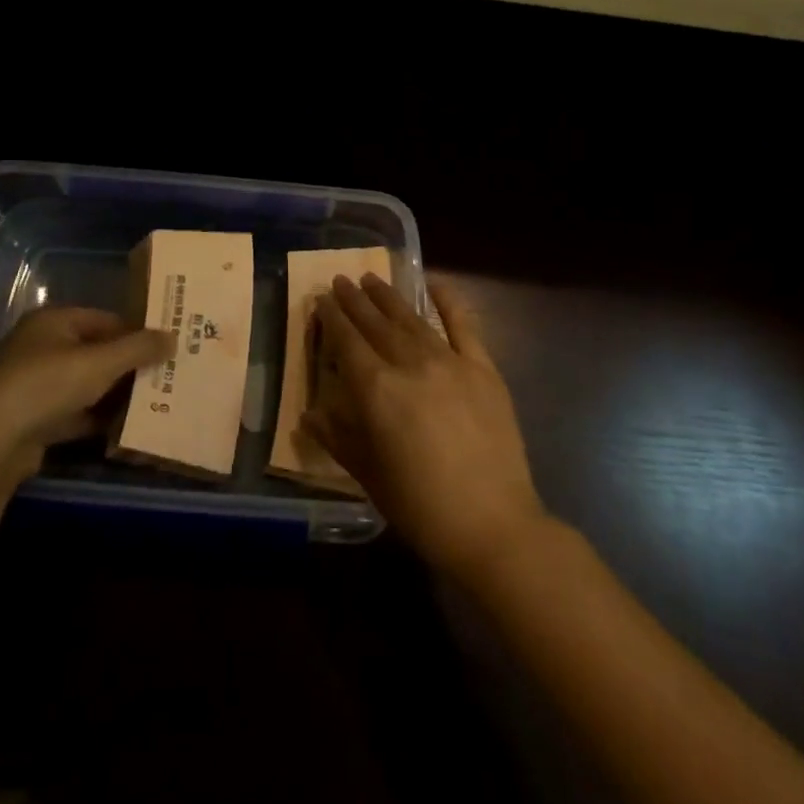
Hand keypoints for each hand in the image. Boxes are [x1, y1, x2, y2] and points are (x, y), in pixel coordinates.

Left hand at [0, 307, 171, 479]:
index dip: (136, 332)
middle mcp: (40, 346)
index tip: (164, 349)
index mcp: (53, 321)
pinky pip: (72, 411)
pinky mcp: (30, 417)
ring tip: (150, 402)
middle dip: (127, 365)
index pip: (105, 319)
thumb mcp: (101, 362)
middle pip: (95, 351)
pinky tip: (121, 428)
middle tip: (163, 376)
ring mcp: (33, 383)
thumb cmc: (48, 385)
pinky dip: (94, 418)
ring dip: (112, 393)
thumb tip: (173, 337)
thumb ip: (139, 348)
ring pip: (84, 383)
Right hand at [304, 276, 547, 580]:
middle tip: (341, 280)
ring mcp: (450, 362)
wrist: (493, 525)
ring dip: (389, 297)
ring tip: (371, 279)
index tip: (322, 299)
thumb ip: (338, 438)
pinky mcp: (482, 368)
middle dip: (355, 301)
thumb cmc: (421, 506)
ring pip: (412, 319)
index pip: (347, 343)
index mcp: (377, 390)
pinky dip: (449, 300)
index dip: (333, 319)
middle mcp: (410, 364)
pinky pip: (463, 325)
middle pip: (376, 324)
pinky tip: (434, 283)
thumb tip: (309, 414)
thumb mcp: (368, 475)